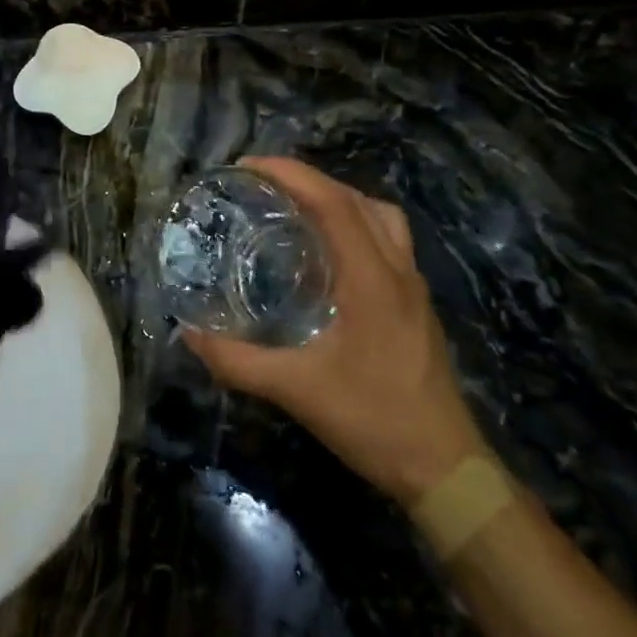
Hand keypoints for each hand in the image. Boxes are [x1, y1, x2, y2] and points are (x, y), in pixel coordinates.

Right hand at [183, 157, 485, 505]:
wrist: (446, 469)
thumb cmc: (374, 421)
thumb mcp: (296, 391)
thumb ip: (238, 362)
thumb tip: (190, 334)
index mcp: (371, 279)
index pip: (333, 203)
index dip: (291, 174)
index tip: (248, 167)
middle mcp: (397, 270)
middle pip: (357, 200)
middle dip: (309, 180)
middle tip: (264, 185)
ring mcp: (413, 287)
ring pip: (380, 217)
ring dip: (339, 199)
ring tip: (297, 209)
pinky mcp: (417, 305)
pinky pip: (387, 241)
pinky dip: (355, 225)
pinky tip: (327, 255)